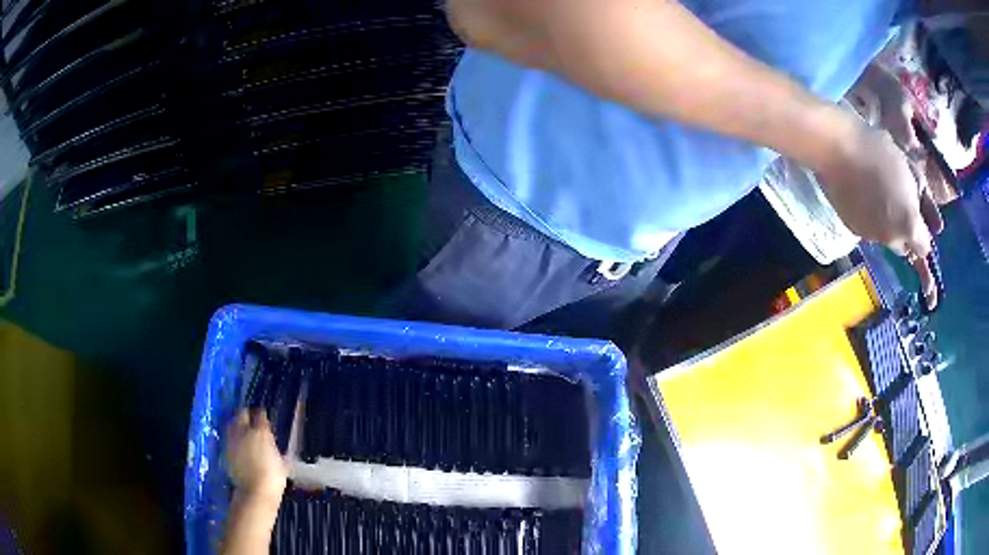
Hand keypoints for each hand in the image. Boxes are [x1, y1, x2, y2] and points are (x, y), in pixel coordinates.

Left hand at [225, 409, 287, 503]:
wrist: (256, 491)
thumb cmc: (274, 477)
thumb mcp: (279, 459)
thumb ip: (271, 445)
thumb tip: (268, 440)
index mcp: (261, 432)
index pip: (260, 415)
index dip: (262, 416)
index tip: (264, 418)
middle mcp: (244, 431)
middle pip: (242, 414)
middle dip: (246, 415)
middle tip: (251, 422)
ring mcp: (233, 440)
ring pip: (232, 424)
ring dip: (237, 425)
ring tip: (242, 432)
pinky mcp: (226, 450)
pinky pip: (229, 437)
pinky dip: (233, 438)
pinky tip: (238, 445)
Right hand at [814, 117, 939, 307]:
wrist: (839, 148)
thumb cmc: (880, 152)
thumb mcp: (912, 171)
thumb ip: (927, 203)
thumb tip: (938, 229)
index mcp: (910, 225)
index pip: (925, 249)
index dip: (926, 242)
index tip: (927, 250)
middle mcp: (892, 240)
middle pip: (906, 249)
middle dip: (908, 235)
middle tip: (903, 209)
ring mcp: (871, 237)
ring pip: (887, 240)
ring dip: (889, 227)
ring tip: (879, 195)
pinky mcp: (854, 230)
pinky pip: (869, 232)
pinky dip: (871, 221)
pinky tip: (864, 197)